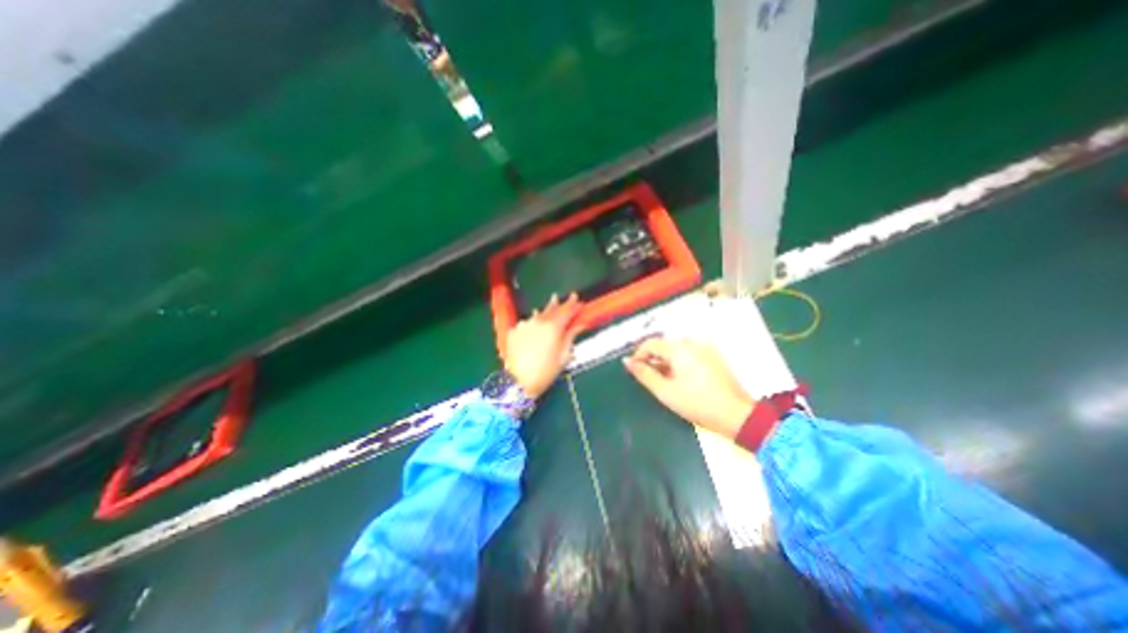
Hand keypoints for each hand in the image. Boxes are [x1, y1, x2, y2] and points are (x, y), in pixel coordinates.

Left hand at [506, 295, 585, 398]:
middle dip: (559, 303)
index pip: (567, 310)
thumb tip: (579, 325)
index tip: (578, 300)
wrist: (518, 381)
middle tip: (564, 297)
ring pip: (538, 315)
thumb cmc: (546, 371)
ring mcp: (524, 325)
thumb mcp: (563, 355)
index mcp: (554, 326)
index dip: (573, 305)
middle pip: (551, 308)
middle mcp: (538, 321)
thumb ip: (571, 336)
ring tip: (550, 306)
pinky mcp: (514, 331)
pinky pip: (526, 323)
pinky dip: (532, 323)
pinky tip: (534, 324)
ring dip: (545, 312)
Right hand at [620, 338, 750, 438]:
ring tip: (664, 382)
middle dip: (653, 360)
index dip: (638, 355)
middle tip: (648, 379)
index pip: (650, 343)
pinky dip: (680, 363)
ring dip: (666, 362)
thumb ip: (644, 374)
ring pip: (676, 350)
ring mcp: (706, 347)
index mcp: (679, 348)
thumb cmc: (697, 403)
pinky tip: (681, 380)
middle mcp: (692, 342)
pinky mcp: (714, 355)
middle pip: (664, 346)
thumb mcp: (665, 391)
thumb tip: (627, 362)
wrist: (737, 415)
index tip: (633, 370)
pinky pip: (690, 354)